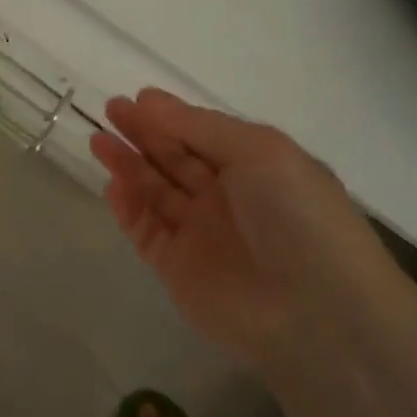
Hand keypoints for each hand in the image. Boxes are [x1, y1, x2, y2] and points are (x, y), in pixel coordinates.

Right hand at [92, 89, 395, 374]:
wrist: (318, 317)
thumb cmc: (296, 217)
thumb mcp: (258, 152)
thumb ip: (199, 126)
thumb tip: (150, 101)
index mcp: (256, 167)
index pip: (203, 134)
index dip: (170, 116)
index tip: (136, 98)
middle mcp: (228, 198)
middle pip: (175, 158)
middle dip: (143, 133)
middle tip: (110, 109)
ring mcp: (202, 235)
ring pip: (156, 192)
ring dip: (128, 165)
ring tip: (97, 140)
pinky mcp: (179, 271)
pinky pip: (146, 231)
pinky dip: (128, 208)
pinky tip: (112, 185)